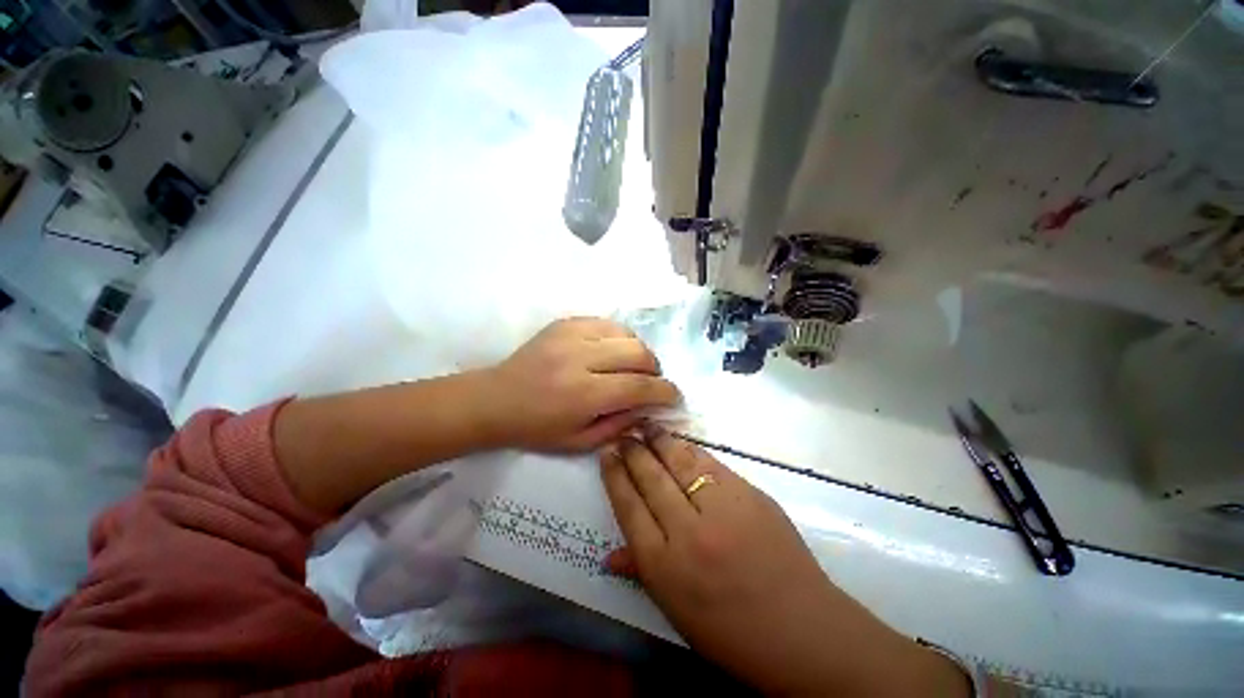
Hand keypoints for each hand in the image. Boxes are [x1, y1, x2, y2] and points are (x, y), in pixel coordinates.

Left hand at [483, 318, 680, 451]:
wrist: (496, 399)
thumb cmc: (537, 428)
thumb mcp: (580, 442)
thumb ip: (620, 424)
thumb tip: (649, 407)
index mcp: (583, 394)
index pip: (640, 386)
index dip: (665, 391)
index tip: (674, 396)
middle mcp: (580, 358)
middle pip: (639, 353)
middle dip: (655, 369)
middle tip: (651, 382)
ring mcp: (571, 334)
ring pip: (626, 334)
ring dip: (639, 351)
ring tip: (633, 366)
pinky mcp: (565, 323)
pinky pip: (607, 323)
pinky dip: (619, 338)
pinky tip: (613, 351)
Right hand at [600, 429, 970, 696]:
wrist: (802, 630)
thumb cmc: (732, 632)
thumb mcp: (676, 610)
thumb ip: (641, 572)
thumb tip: (608, 555)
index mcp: (665, 567)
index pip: (629, 507)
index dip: (615, 476)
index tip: (606, 453)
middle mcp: (689, 532)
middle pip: (651, 479)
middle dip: (634, 452)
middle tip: (623, 434)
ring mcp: (722, 510)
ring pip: (681, 463)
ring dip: (661, 442)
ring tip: (647, 426)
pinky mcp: (750, 495)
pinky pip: (712, 465)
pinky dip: (691, 450)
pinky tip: (680, 442)